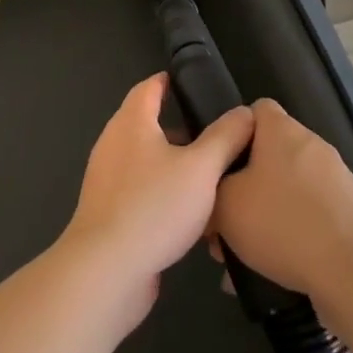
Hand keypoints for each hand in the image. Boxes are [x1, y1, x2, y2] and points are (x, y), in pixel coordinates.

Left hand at [59, 74, 253, 328]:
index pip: (148, 88)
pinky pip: (140, 191)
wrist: (107, 270)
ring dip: (173, 162)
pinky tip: (189, 213)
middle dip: (178, 126)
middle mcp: (113, 144)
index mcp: (131, 123)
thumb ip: (225, 137)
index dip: (168, 81)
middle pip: (146, 124)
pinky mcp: (109, 213)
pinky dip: (162, 192)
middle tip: (214, 132)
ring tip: (209, 172)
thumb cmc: (154, 206)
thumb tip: (245, 112)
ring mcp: (107, 180)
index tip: (191, 82)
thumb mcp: (201, 168)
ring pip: (145, 160)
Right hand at [210, 99, 352, 306]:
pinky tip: (276, 267)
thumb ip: (212, 189)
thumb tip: (215, 191)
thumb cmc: (282, 224)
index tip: (220, 164)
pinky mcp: (352, 212)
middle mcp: (313, 145)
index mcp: (283, 131)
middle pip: (271, 153)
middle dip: (247, 183)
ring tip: (246, 253)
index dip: (234, 132)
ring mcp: (338, 178)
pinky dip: (293, 233)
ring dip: (268, 213)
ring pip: (290, 188)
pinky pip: (311, 214)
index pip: (255, 110)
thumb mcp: (225, 205)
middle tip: (227, 219)